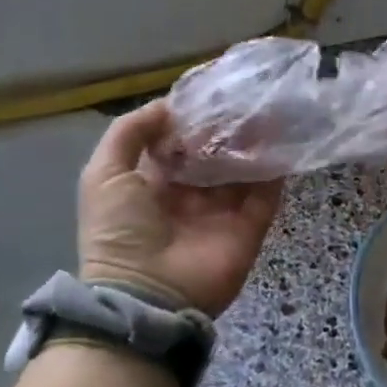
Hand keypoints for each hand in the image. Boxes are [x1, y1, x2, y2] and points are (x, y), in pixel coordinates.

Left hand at [79, 100, 282, 317]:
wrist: (146, 295)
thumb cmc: (119, 231)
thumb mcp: (104, 173)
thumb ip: (129, 132)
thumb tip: (168, 106)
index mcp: (153, 184)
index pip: (178, 143)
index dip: (191, 118)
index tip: (210, 91)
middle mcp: (189, 196)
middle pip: (214, 153)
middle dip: (227, 127)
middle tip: (244, 97)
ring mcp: (221, 213)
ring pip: (242, 169)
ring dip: (254, 141)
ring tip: (267, 108)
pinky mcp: (248, 229)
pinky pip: (266, 194)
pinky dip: (275, 169)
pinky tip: (282, 138)